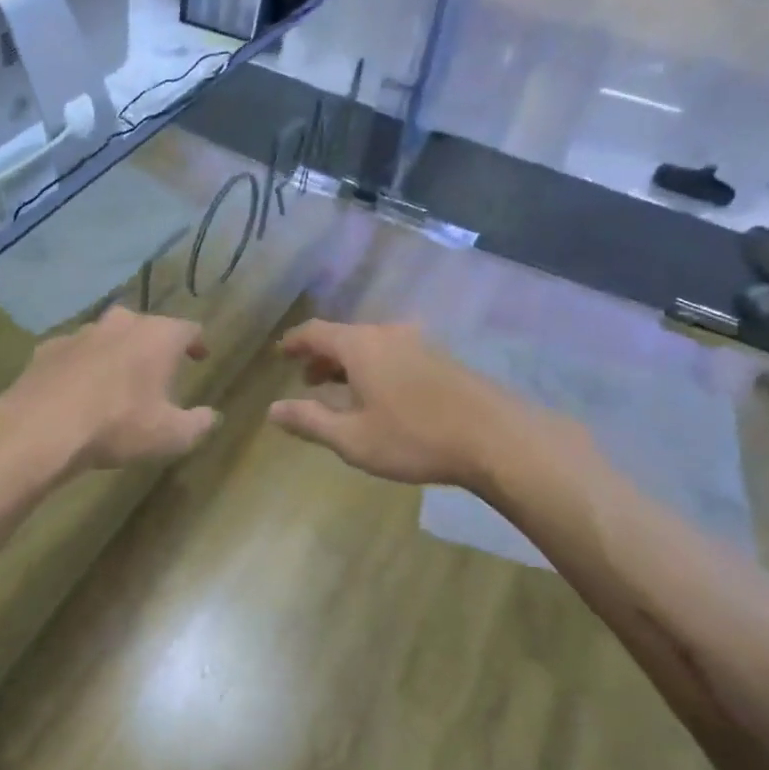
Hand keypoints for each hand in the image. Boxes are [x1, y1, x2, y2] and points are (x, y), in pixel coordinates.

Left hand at [0, 307, 217, 473]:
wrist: (41, 428)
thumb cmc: (118, 426)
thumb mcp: (171, 436)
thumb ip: (198, 424)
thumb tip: (212, 416)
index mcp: (158, 337)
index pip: (188, 329)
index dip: (197, 343)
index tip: (200, 357)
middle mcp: (121, 324)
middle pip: (146, 326)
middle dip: (154, 345)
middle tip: (158, 370)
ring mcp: (80, 333)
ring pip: (107, 336)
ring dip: (116, 353)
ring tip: (117, 381)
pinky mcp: (47, 348)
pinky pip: (74, 353)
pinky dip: (82, 366)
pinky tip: (78, 390)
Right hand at [268, 320, 536, 488]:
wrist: (496, 438)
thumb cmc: (414, 437)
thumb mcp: (352, 438)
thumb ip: (310, 421)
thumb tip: (273, 410)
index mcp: (360, 346)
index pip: (315, 331)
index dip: (294, 342)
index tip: (280, 353)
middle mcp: (388, 334)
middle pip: (344, 336)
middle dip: (322, 356)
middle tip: (307, 380)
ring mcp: (420, 343)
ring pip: (372, 345)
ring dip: (349, 363)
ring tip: (341, 390)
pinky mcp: (442, 359)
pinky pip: (394, 353)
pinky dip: (375, 367)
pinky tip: (381, 396)